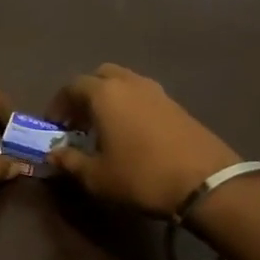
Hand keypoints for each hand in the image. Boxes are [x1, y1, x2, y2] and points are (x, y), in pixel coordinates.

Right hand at [45, 64, 239, 216]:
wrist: (206, 183)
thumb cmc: (141, 176)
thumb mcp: (97, 177)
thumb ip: (70, 162)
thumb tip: (53, 155)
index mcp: (104, 94)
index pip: (72, 87)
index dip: (58, 105)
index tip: (54, 126)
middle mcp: (130, 83)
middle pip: (100, 76)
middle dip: (85, 94)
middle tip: (79, 121)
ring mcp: (157, 92)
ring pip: (125, 83)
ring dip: (110, 98)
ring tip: (105, 127)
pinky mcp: (177, 105)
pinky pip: (144, 96)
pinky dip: (131, 106)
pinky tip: (132, 133)